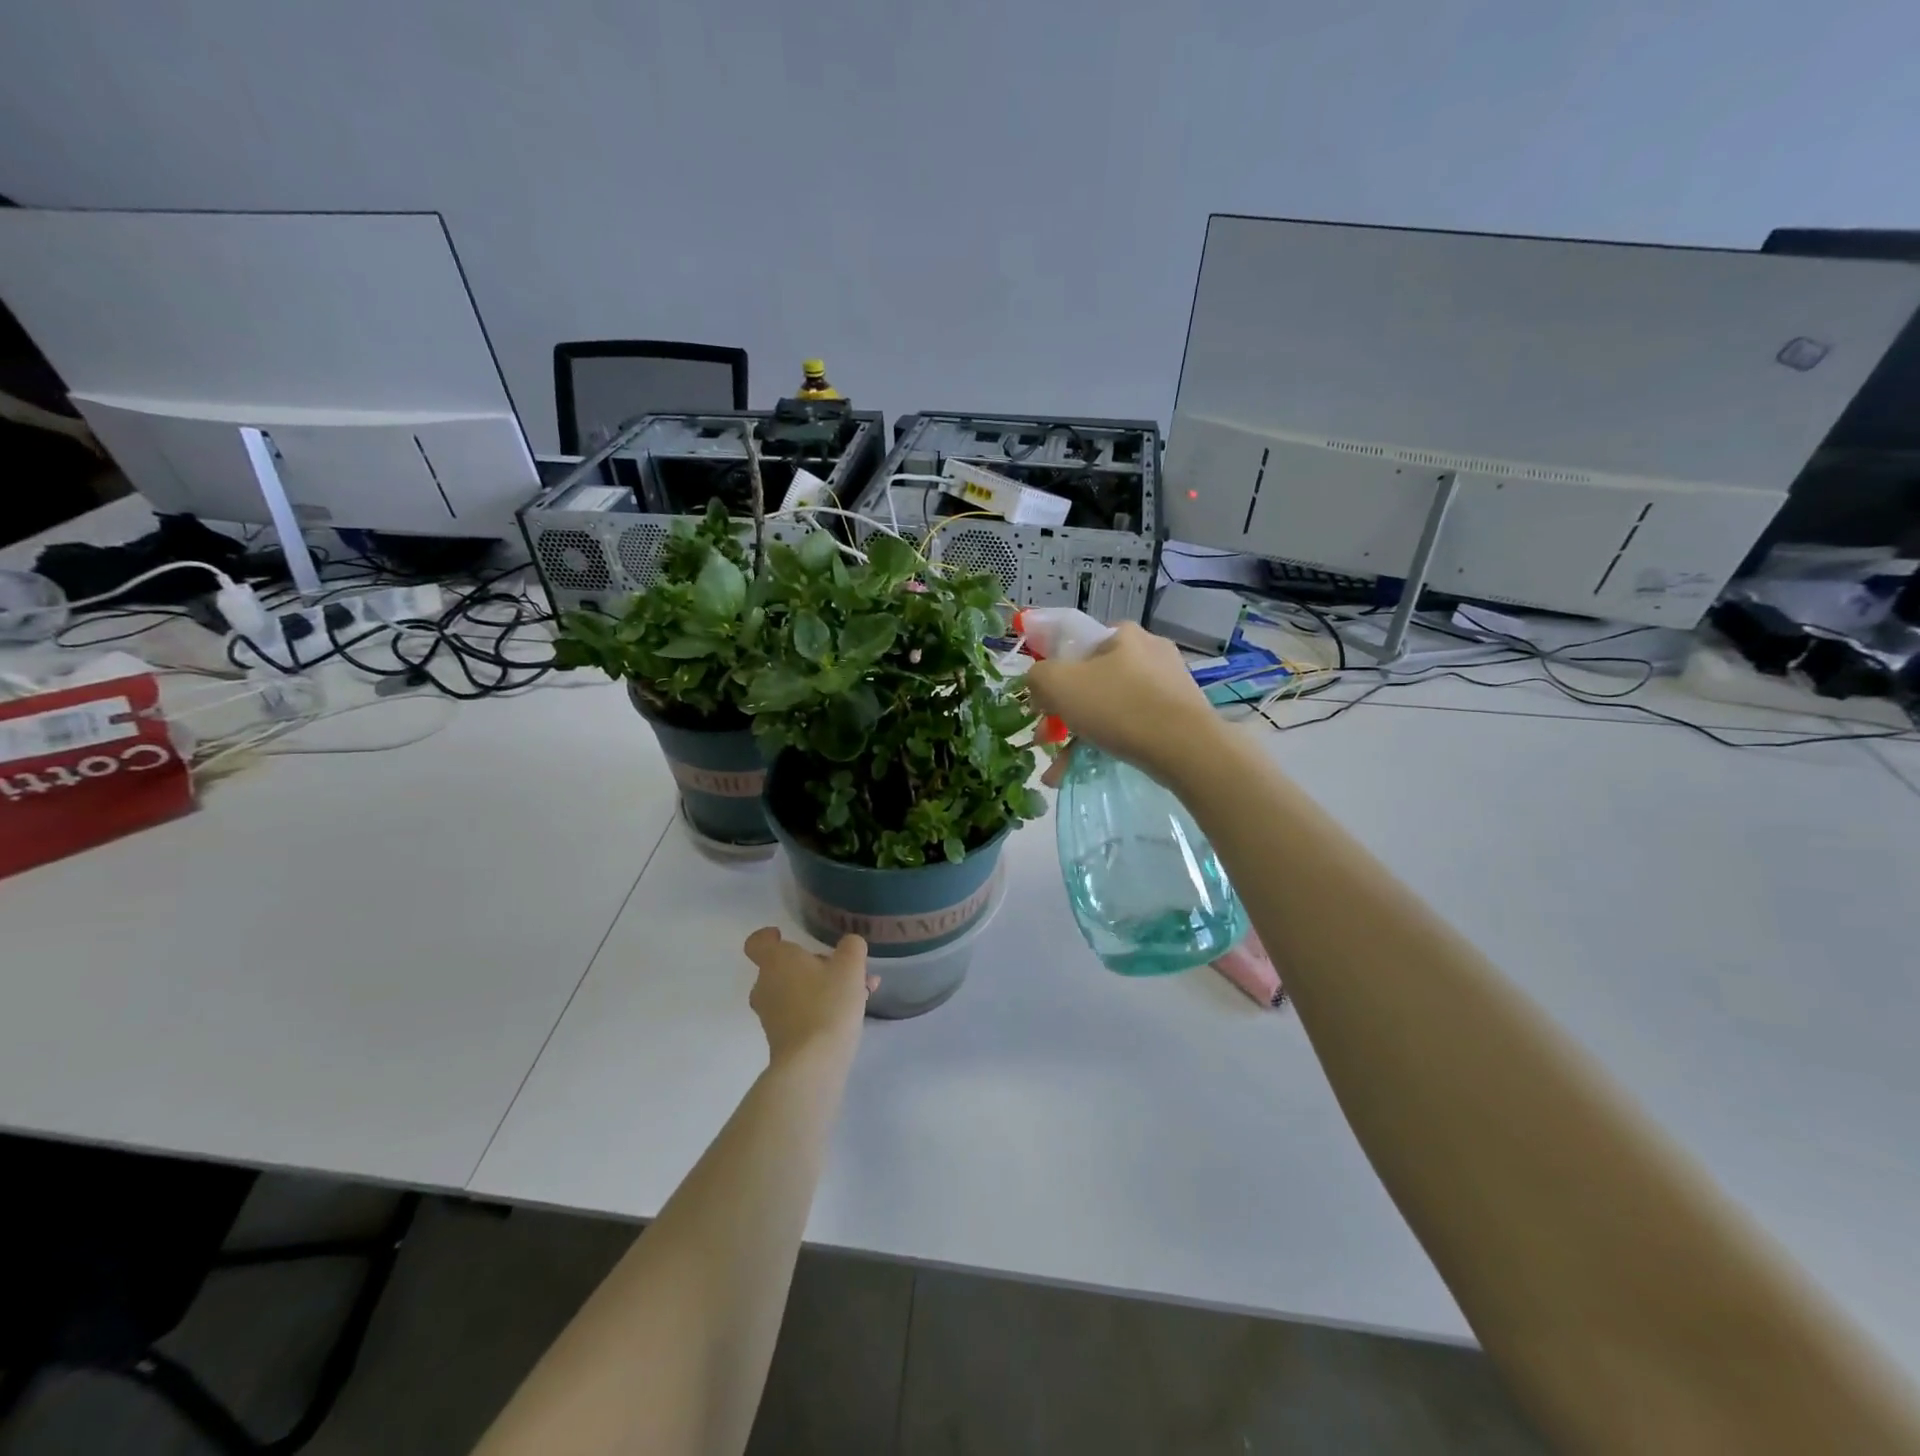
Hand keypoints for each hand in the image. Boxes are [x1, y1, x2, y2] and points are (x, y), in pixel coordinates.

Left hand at [744, 928, 875, 1065]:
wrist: (812, 1064)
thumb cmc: (828, 1004)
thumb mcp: (850, 967)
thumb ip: (851, 947)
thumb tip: (849, 944)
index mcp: (776, 961)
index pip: (757, 942)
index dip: (768, 936)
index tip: (782, 934)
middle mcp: (765, 985)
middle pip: (784, 967)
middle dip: (816, 965)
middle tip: (846, 969)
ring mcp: (770, 1015)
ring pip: (797, 990)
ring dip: (824, 987)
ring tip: (862, 992)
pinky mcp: (780, 1038)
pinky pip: (800, 1013)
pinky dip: (820, 1008)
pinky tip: (852, 1014)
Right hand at [1025, 622, 1219, 786]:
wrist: (1186, 748)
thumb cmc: (1117, 706)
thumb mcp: (1058, 684)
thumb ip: (1037, 677)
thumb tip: (1039, 684)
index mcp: (1123, 634)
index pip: (1076, 647)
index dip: (1053, 675)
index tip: (1041, 705)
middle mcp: (1149, 651)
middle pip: (1092, 681)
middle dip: (1064, 714)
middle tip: (1046, 740)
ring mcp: (1169, 684)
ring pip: (1110, 707)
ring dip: (1080, 736)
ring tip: (1058, 770)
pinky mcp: (1180, 714)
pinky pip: (1133, 725)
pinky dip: (1108, 744)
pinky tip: (1086, 770)